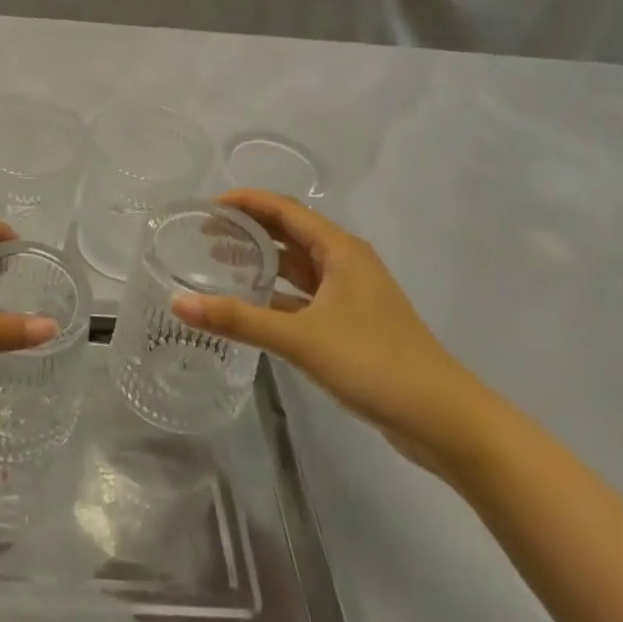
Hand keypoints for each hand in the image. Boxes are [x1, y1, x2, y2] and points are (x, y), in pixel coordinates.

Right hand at [173, 190, 488, 469]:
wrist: (444, 419)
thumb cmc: (374, 363)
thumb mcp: (300, 338)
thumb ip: (238, 320)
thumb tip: (178, 304)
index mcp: (340, 251)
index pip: (285, 209)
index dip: (246, 202)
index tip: (207, 206)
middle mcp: (347, 263)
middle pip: (291, 232)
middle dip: (250, 228)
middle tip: (205, 232)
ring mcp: (352, 295)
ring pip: (299, 266)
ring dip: (263, 259)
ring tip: (220, 260)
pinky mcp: (353, 324)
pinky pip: (305, 296)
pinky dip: (277, 294)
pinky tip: (251, 306)